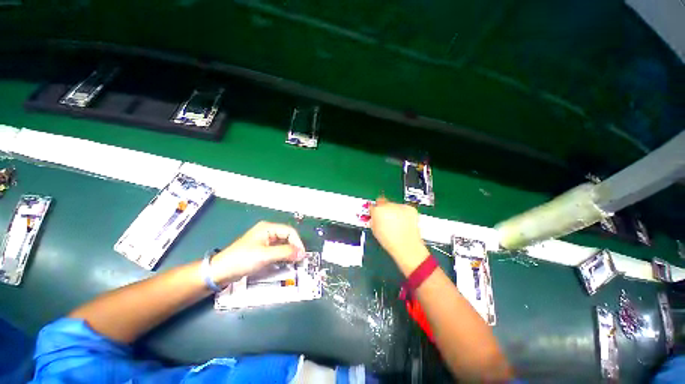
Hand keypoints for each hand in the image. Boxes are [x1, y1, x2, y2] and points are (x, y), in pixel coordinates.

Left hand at [209, 221, 305, 284]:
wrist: (220, 272)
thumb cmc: (242, 260)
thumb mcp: (265, 255)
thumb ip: (285, 252)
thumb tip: (302, 253)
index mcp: (268, 228)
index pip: (290, 231)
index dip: (297, 242)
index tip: (301, 254)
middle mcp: (268, 232)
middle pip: (287, 237)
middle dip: (294, 247)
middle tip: (299, 259)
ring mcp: (265, 241)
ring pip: (283, 244)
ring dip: (289, 252)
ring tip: (293, 262)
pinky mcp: (262, 249)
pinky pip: (277, 250)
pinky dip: (283, 255)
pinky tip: (285, 262)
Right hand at [370, 197, 429, 274]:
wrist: (406, 245)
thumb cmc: (389, 241)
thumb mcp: (374, 230)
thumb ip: (373, 220)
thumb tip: (374, 216)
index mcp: (377, 210)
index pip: (373, 205)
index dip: (374, 210)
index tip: (376, 213)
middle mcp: (388, 205)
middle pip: (384, 204)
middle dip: (385, 210)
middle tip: (387, 220)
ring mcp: (400, 206)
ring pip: (395, 205)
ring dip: (395, 211)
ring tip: (397, 224)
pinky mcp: (410, 209)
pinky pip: (405, 209)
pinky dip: (404, 214)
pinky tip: (404, 223)